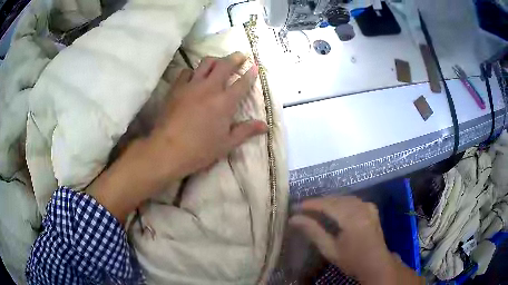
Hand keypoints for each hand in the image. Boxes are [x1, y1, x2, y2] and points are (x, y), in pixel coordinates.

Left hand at [88, 52, 266, 222]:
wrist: (168, 149)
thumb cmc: (200, 150)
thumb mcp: (227, 143)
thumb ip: (246, 131)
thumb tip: (265, 125)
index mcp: (225, 102)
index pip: (242, 83)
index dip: (251, 74)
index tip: (255, 66)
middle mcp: (210, 88)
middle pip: (224, 65)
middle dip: (235, 58)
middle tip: (240, 55)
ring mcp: (191, 86)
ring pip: (205, 63)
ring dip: (215, 60)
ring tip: (218, 61)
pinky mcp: (176, 88)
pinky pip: (186, 72)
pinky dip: (193, 71)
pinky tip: (193, 76)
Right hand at [290, 196, 422, 284]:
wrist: (376, 264)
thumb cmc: (352, 260)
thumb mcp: (330, 249)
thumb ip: (313, 231)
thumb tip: (294, 219)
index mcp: (352, 218)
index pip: (327, 204)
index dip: (310, 204)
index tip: (295, 207)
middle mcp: (361, 207)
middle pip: (336, 198)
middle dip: (318, 202)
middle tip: (302, 209)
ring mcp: (368, 206)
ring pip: (344, 197)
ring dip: (329, 201)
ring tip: (315, 209)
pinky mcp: (371, 208)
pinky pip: (353, 200)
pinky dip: (341, 202)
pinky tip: (334, 208)